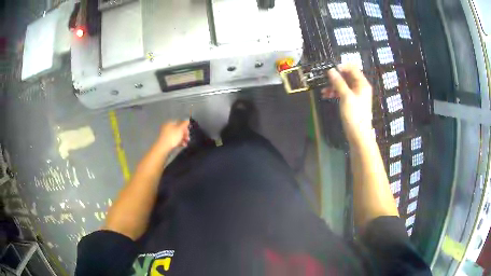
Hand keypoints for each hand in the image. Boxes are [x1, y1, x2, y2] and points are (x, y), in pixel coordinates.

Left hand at [156, 120, 189, 150]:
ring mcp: (166, 135)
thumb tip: (187, 119)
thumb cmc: (172, 137)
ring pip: (176, 135)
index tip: (189, 132)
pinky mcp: (166, 141)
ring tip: (186, 143)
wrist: (163, 148)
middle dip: (184, 133)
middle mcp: (167, 127)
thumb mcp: (180, 129)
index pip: (179, 122)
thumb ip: (184, 123)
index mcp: (170, 123)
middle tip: (188, 138)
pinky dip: (179, 142)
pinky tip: (183, 145)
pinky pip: (174, 140)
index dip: (185, 126)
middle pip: (178, 129)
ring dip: (182, 138)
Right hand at [321, 65, 372, 143]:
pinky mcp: (352, 102)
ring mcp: (356, 95)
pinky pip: (343, 92)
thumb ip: (338, 82)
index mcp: (362, 84)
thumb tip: (331, 70)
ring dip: (333, 86)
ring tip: (323, 91)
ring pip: (343, 85)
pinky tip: (326, 95)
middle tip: (325, 80)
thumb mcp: (346, 96)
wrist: (359, 135)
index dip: (341, 67)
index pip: (352, 68)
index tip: (330, 70)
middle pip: (347, 76)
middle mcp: (360, 87)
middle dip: (336, 77)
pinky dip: (335, 92)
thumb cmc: (354, 115)